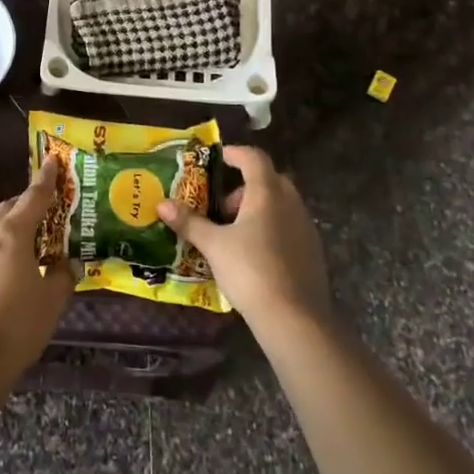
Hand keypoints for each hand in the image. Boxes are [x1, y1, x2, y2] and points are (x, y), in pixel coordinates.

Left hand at [0, 157, 73, 377]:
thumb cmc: (17, 325)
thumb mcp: (51, 301)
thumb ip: (62, 277)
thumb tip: (67, 265)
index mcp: (12, 234)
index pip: (32, 198)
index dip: (45, 180)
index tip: (52, 161)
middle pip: (8, 210)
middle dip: (25, 205)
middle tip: (44, 211)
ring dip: (7, 228)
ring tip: (24, 242)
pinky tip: (1, 271)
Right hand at [158, 145, 330, 326]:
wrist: (295, 319)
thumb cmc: (251, 271)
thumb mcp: (213, 245)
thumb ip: (189, 222)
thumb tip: (161, 204)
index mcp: (267, 193)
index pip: (254, 158)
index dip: (235, 154)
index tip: (217, 158)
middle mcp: (290, 203)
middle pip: (268, 180)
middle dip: (244, 187)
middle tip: (221, 207)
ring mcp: (306, 228)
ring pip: (281, 204)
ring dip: (258, 209)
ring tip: (234, 234)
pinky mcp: (313, 252)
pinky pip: (289, 226)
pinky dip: (271, 228)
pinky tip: (254, 254)